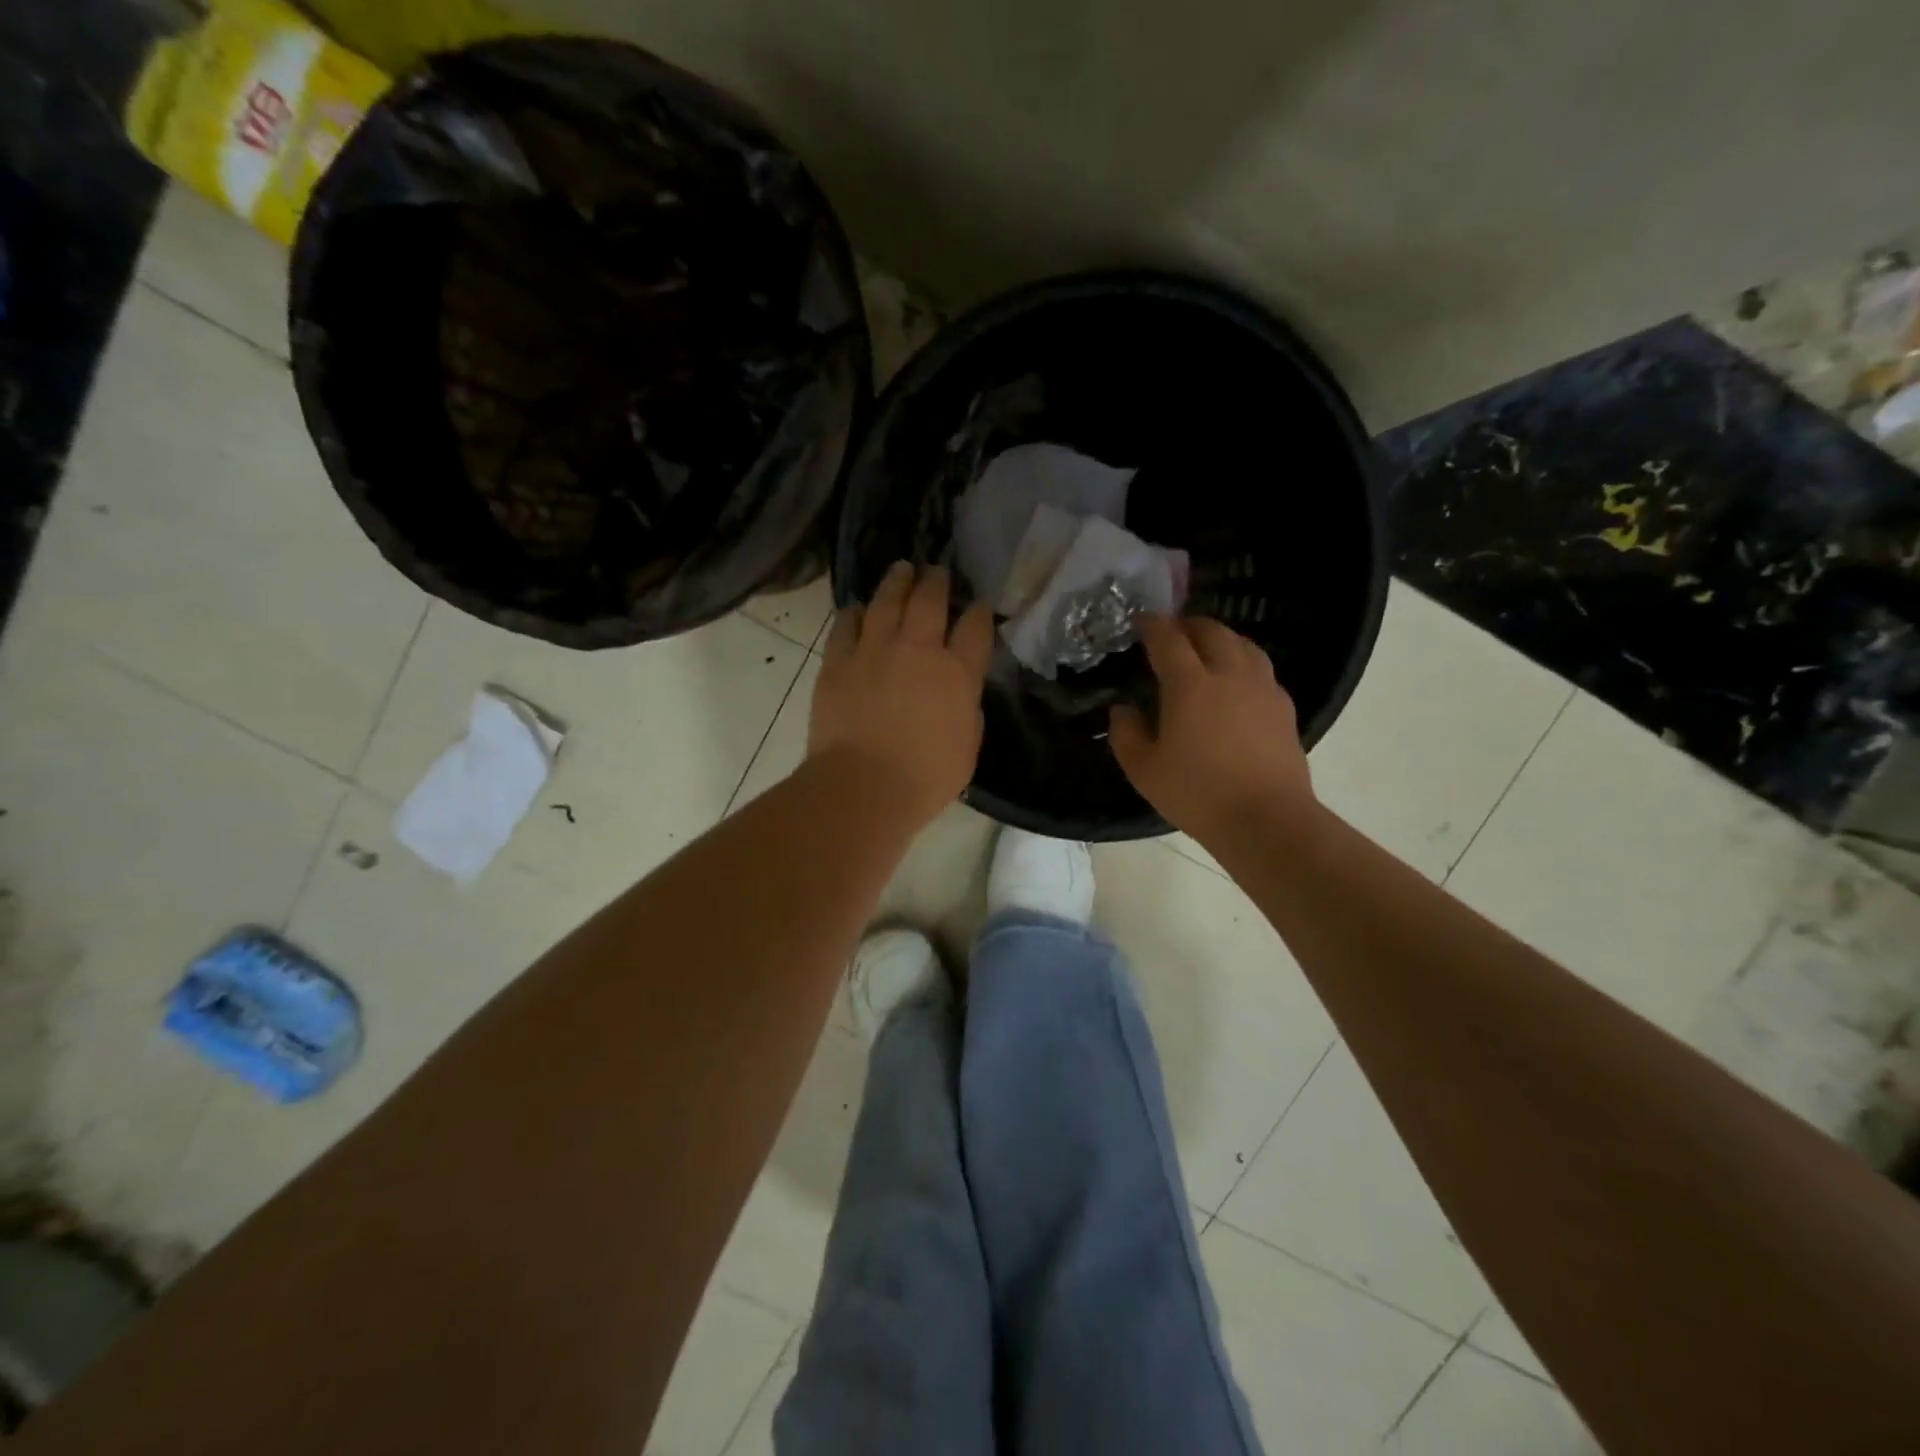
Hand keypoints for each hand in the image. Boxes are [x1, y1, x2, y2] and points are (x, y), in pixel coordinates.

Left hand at [810, 562, 994, 826]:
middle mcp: (918, 650)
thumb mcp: (967, 747)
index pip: (975, 627)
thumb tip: (959, 693)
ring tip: (901, 570)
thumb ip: (967, 711)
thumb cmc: (924, 779)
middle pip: (929, 600)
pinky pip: (846, 625)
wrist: (862, 787)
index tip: (978, 606)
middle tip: (936, 571)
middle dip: (936, 581)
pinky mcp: (838, 661)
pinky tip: (858, 608)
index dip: (978, 612)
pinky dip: (854, 613)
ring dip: (896, 582)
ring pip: (886, 601)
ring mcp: (874, 650)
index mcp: (957, 673)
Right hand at [1109, 615, 1315, 843]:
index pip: (1168, 640)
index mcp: (1190, 685)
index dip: (1152, 625)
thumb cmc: (1197, 793)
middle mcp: (1229, 675)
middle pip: (1212, 632)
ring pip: (1243, 645)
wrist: (1266, 819)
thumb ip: (1125, 733)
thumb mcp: (1143, 769)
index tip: (1141, 620)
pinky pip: (1261, 670)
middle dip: (1189, 625)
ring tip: (1207, 649)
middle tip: (1173, 633)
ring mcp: (1262, 689)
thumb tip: (1123, 709)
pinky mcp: (1284, 708)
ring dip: (1221, 639)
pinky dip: (1243, 664)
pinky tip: (1237, 683)